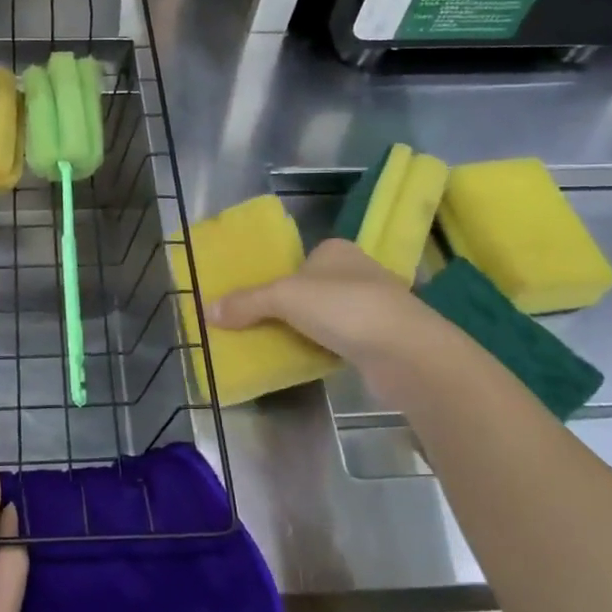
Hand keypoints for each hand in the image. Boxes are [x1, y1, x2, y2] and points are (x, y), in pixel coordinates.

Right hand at [206, 238, 459, 384]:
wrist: (405, 352)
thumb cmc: (344, 308)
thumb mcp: (284, 298)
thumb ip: (246, 303)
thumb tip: (206, 310)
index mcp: (337, 251)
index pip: (299, 260)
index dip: (277, 278)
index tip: (253, 301)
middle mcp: (358, 272)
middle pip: (311, 288)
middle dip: (289, 307)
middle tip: (258, 325)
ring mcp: (374, 306)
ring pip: (327, 316)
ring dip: (307, 329)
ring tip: (277, 345)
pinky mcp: (382, 339)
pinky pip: (341, 340)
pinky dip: (324, 348)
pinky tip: (308, 360)